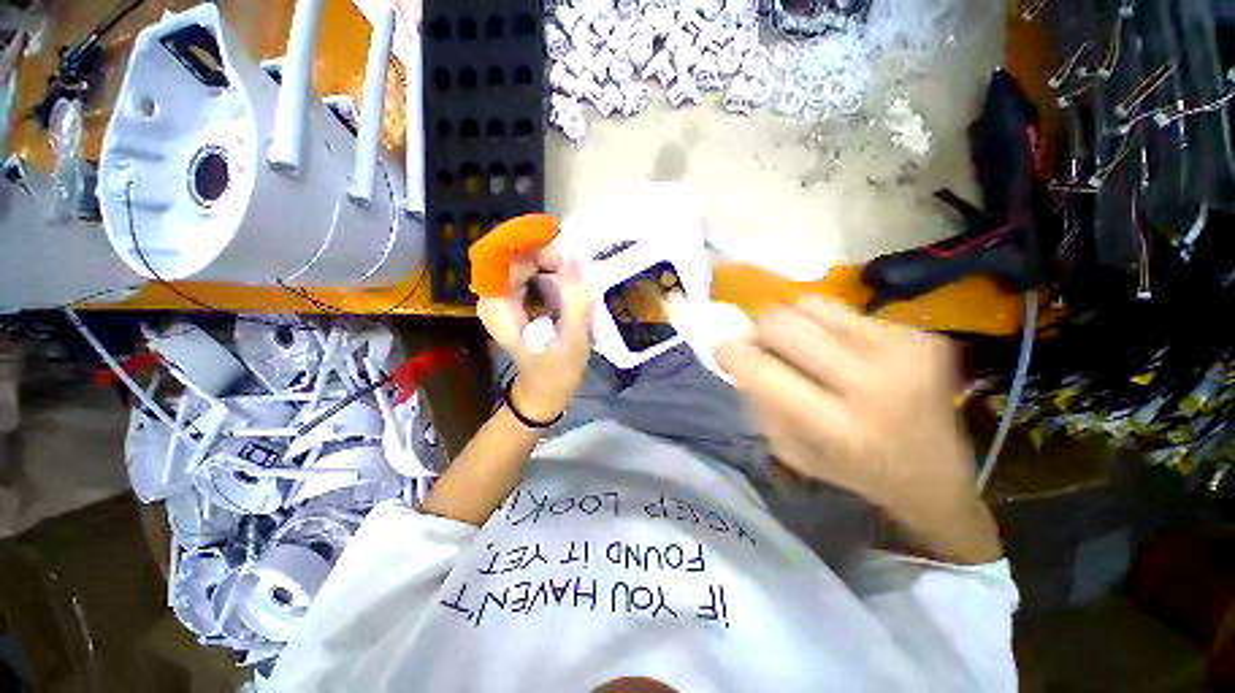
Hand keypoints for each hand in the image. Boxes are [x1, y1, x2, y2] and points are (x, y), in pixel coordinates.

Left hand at [477, 248, 594, 421]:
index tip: (557, 239)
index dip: (525, 238)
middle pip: (514, 253)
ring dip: (551, 260)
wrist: (544, 394)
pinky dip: (550, 269)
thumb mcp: (571, 342)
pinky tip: (569, 282)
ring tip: (576, 277)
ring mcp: (504, 297)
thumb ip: (575, 302)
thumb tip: (575, 259)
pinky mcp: (516, 300)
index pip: (499, 254)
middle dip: (545, 251)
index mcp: (498, 305)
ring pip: (523, 259)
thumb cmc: (556, 374)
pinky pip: (530, 271)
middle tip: (576, 267)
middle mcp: (494, 296)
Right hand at [717, 298, 999, 563]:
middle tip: (762, 345)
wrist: (936, 474)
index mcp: (835, 426)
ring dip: (793, 323)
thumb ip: (759, 401)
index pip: (761, 369)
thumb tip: (737, 353)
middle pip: (782, 323)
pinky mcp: (919, 335)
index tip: (724, 347)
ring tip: (804, 346)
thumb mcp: (791, 450)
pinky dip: (828, 326)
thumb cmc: (853, 469)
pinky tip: (841, 350)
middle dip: (760, 331)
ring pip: (810, 305)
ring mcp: (901, 351)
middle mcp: (870, 384)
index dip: (732, 351)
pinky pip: (844, 311)